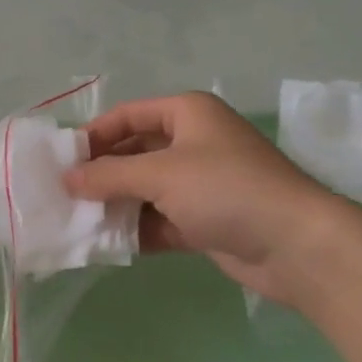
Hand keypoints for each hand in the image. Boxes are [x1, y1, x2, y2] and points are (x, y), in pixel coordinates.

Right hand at [65, 92, 349, 306]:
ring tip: (79, 220)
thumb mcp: (160, 174)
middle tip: (66, 192)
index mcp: (187, 114)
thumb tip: (67, 178)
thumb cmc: (225, 189)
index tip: (64, 159)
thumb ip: (109, 175)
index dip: (96, 134)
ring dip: (117, 203)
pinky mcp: (207, 221)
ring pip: (147, 188)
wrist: (298, 246)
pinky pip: (161, 218)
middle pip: (136, 152)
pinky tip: (109, 242)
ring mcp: (202, 184)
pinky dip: (138, 228)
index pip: (129, 115)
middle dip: (104, 173)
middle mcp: (194, 143)